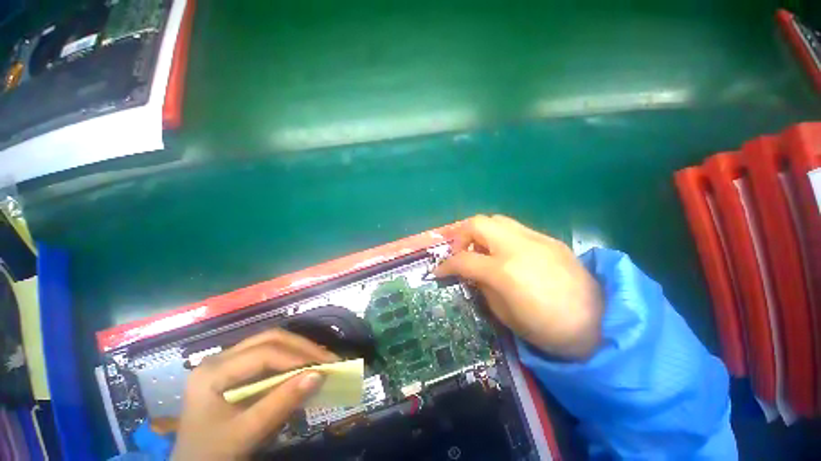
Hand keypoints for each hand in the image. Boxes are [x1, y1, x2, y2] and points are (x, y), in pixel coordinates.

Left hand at [171, 330, 336, 460]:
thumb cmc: (212, 453)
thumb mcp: (244, 434)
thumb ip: (280, 404)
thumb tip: (319, 376)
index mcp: (213, 371)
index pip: (263, 353)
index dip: (296, 358)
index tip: (324, 368)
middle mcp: (220, 358)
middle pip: (269, 339)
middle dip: (302, 347)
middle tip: (328, 359)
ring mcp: (227, 361)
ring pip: (272, 343)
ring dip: (299, 350)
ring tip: (321, 360)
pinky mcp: (236, 369)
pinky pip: (269, 355)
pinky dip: (291, 359)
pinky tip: (303, 367)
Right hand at [435, 215, 602, 359]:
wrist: (600, 323)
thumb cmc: (548, 328)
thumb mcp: (505, 315)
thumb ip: (483, 287)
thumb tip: (473, 273)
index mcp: (504, 271)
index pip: (464, 259)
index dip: (446, 265)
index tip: (439, 271)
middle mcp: (517, 247)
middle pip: (477, 223)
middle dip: (461, 236)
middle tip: (461, 253)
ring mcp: (535, 238)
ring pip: (496, 219)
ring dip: (481, 232)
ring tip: (482, 250)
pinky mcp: (548, 238)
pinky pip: (514, 228)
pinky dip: (500, 236)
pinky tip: (506, 253)